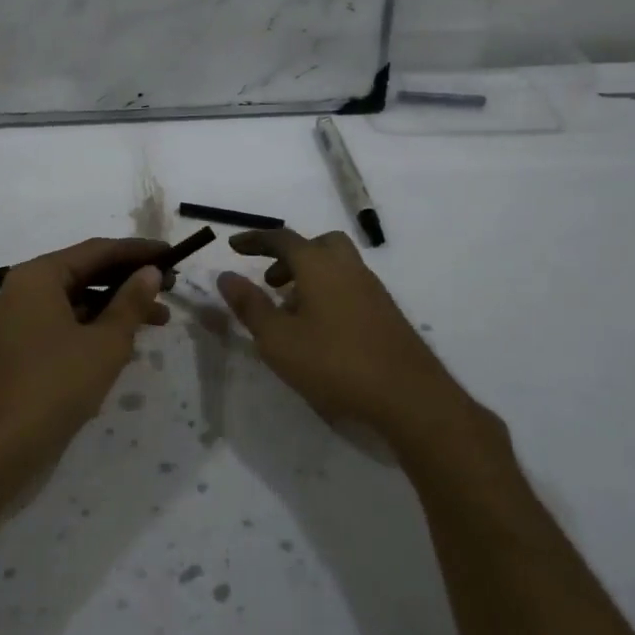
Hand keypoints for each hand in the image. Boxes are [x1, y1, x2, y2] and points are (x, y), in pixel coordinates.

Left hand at [0, 237, 169, 498]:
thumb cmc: (53, 388)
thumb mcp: (104, 344)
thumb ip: (131, 303)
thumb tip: (151, 271)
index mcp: (39, 276)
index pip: (98, 250)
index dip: (138, 251)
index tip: (173, 254)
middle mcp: (27, 290)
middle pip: (87, 272)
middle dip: (130, 279)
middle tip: (172, 287)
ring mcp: (22, 322)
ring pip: (80, 301)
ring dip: (118, 307)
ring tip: (161, 319)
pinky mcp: (25, 351)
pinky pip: (68, 325)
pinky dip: (98, 328)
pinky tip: (127, 343)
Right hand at [217, 229, 486, 450]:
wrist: (409, 396)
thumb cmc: (334, 363)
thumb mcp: (278, 339)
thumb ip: (250, 305)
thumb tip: (225, 275)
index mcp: (319, 265)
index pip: (282, 239)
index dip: (255, 239)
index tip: (234, 246)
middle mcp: (348, 268)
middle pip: (317, 245)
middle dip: (290, 256)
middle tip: (270, 281)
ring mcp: (372, 289)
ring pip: (336, 267)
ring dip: (309, 277)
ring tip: (290, 312)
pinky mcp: (387, 313)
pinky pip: (350, 287)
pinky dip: (329, 293)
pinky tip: (321, 331)